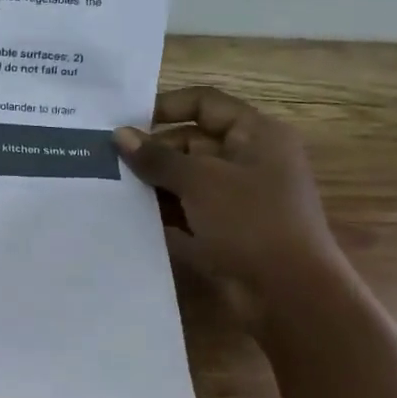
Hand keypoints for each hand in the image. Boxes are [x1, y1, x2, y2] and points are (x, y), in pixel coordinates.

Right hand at [114, 86, 345, 329]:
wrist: (289, 293)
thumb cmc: (251, 222)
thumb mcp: (199, 182)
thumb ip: (156, 157)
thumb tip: (118, 135)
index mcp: (256, 135)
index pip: (205, 104)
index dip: (165, 106)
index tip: (124, 121)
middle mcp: (249, 159)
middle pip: (191, 141)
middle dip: (152, 150)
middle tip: (107, 160)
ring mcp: (238, 196)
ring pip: (186, 177)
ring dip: (153, 181)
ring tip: (109, 185)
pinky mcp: (227, 227)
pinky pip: (188, 208)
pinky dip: (163, 209)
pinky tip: (128, 214)